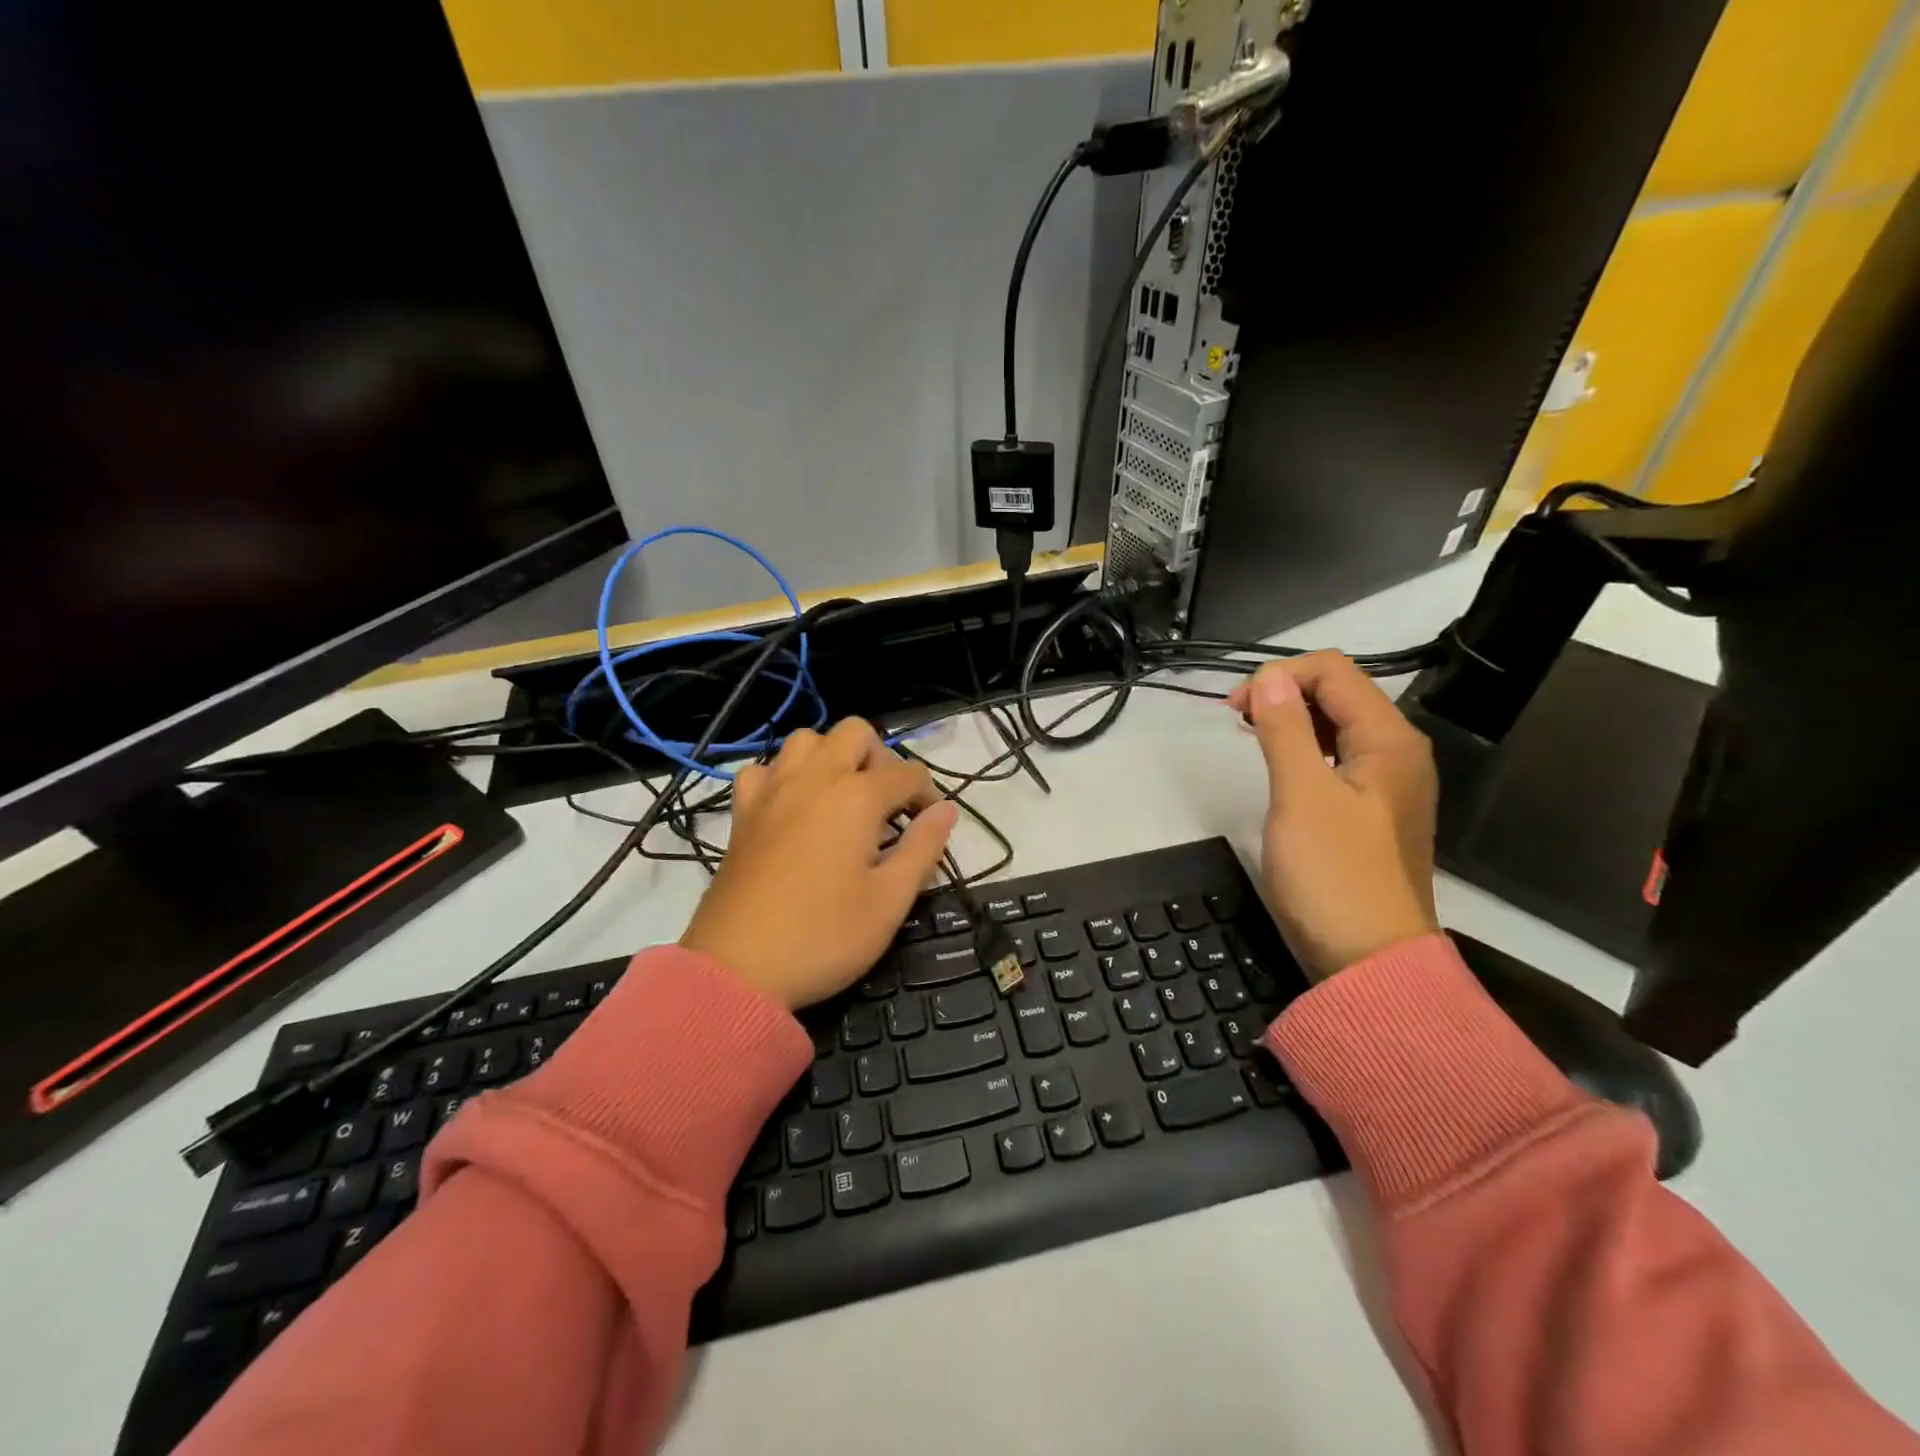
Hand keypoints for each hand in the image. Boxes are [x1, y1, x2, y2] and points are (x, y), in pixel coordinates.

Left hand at [680, 719, 959, 1009]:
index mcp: (856, 796)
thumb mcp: (890, 901)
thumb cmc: (824, 936)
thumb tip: (946, 809)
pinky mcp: (743, 812)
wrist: (737, 969)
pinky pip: (765, 769)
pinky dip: (785, 776)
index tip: (931, 828)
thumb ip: (923, 847)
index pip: (908, 774)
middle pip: (856, 733)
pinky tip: (794, 809)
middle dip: (882, 759)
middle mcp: (814, 778)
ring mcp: (772, 790)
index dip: (928, 797)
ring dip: (833, 757)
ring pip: (807, 740)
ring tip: (844, 799)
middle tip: (888, 806)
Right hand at [1227, 654, 1438, 980]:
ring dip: (1292, 719)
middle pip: (1339, 693)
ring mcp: (1388, 783)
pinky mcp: (1372, 811)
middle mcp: (1397, 752)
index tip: (1235, 708)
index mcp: (1389, 739)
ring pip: (1337, 725)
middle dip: (1284, 693)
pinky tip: (1279, 764)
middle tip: (1237, 719)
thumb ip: (1285, 729)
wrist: (1370, 964)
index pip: (1333, 671)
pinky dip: (1304, 749)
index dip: (1280, 675)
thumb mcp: (1301, 795)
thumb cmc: (1333, 875)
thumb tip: (1270, 676)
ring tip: (1251, 735)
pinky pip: (1337, 758)